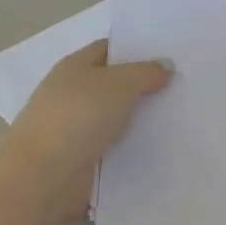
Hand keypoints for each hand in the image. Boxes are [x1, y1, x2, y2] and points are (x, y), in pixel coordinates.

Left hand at [3, 40, 173, 224]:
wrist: (44, 175)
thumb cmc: (79, 116)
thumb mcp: (121, 84)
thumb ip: (146, 72)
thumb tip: (165, 66)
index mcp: (75, 66)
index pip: (109, 49)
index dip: (137, 50)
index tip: (169, 56)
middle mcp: (72, 93)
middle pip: (114, 84)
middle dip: (144, 86)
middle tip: (181, 87)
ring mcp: (74, 128)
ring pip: (116, 117)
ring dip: (140, 120)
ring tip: (179, 118)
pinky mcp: (80, 158)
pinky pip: (114, 147)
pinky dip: (132, 147)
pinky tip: (159, 147)